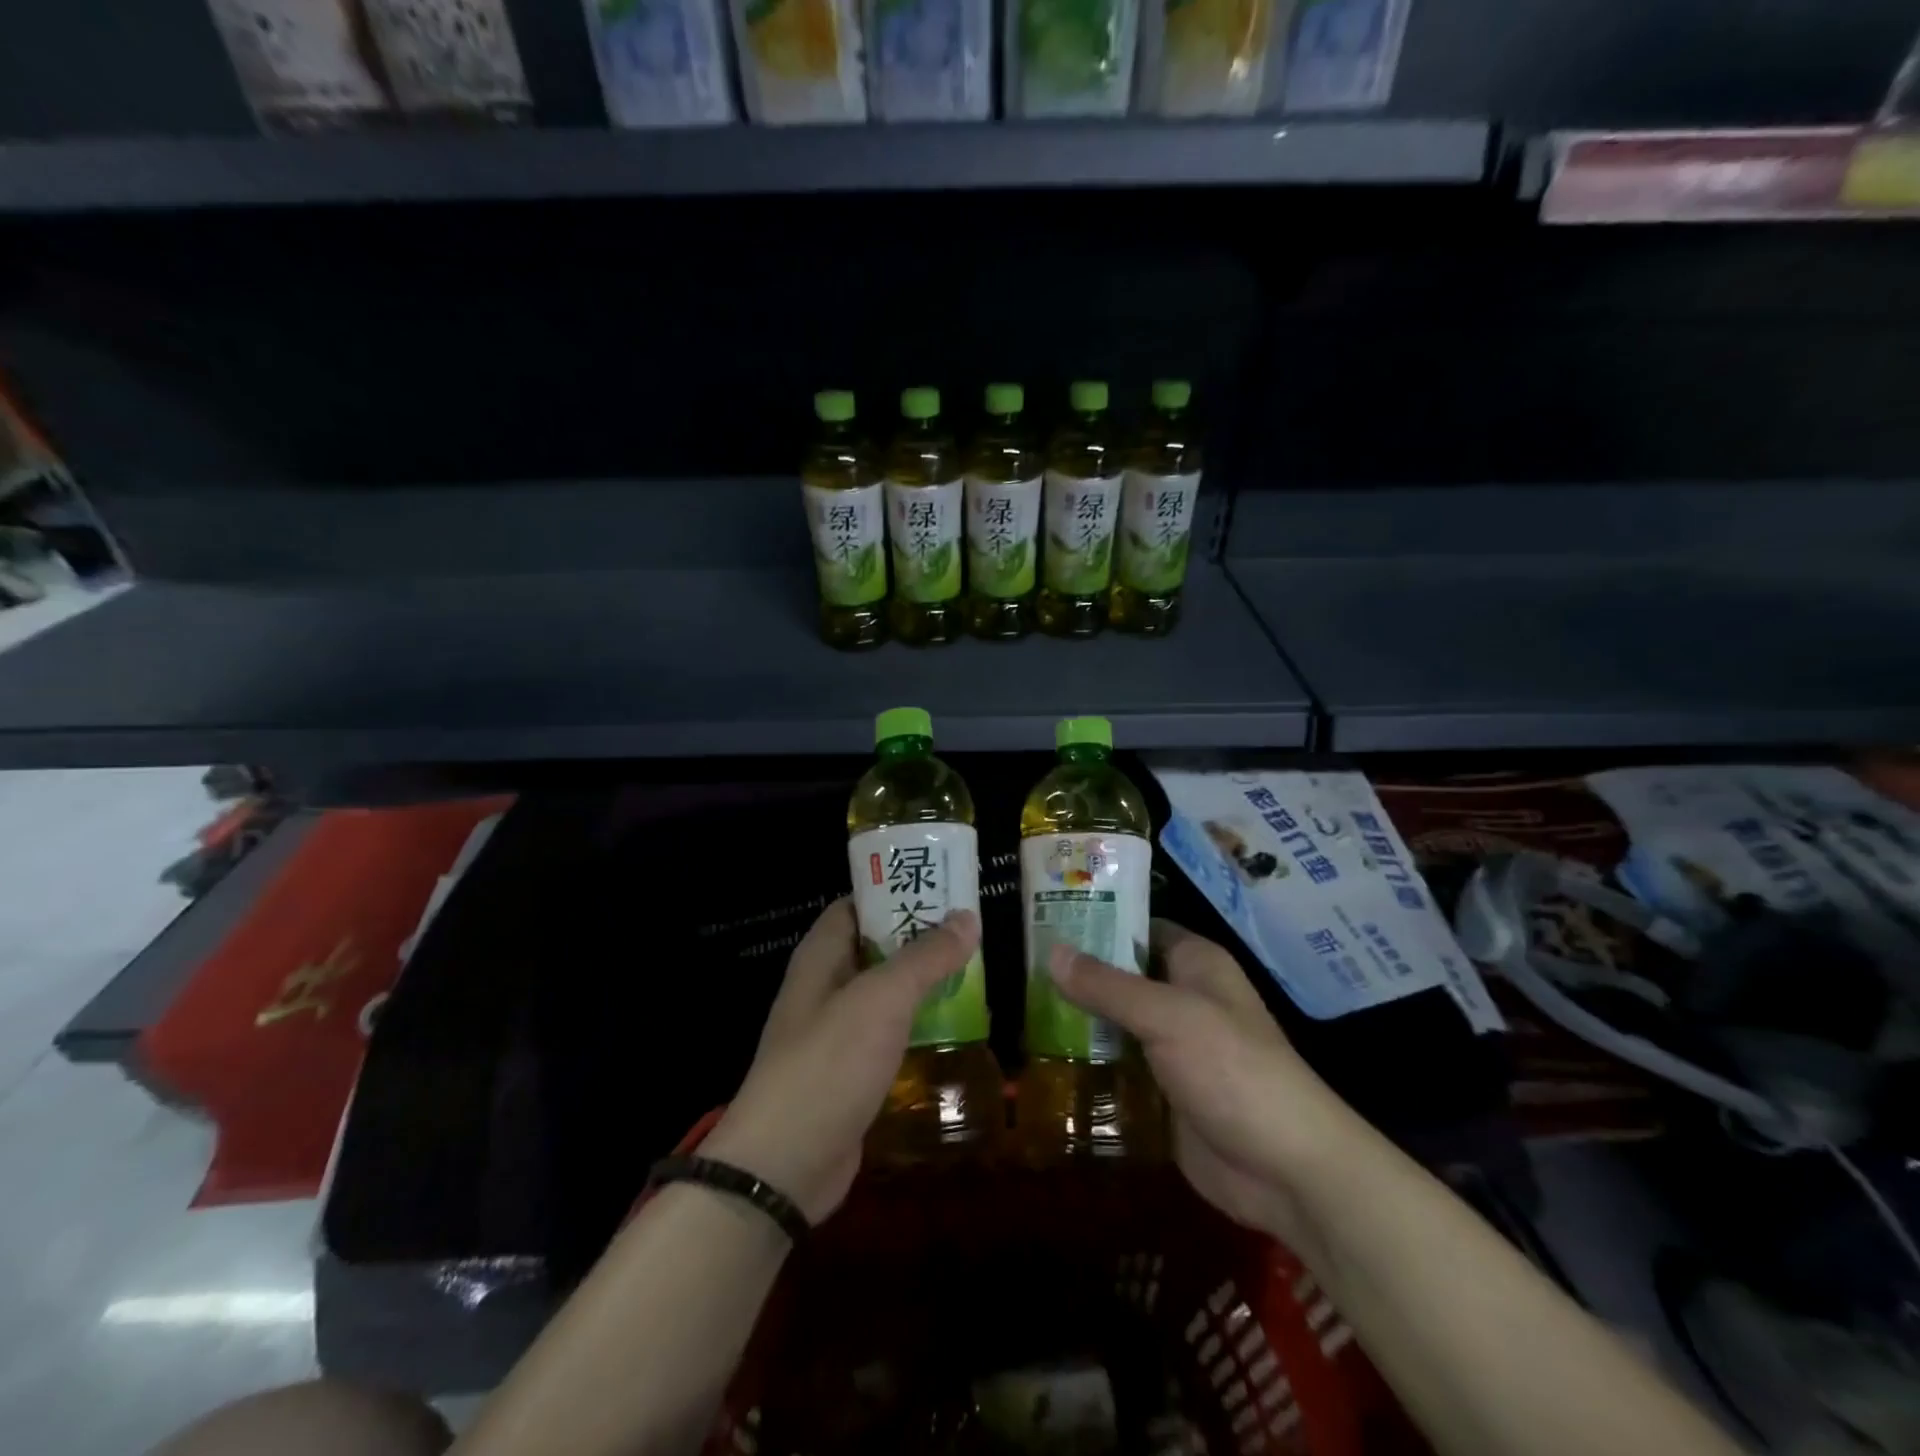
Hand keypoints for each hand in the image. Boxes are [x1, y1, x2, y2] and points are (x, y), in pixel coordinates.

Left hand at [703, 898, 980, 1223]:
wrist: (785, 1165)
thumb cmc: (829, 1064)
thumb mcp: (882, 999)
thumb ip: (925, 957)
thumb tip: (967, 916)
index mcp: (821, 956)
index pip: (857, 904)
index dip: (895, 888)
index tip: (943, 885)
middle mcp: (825, 986)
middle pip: (876, 946)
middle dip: (920, 935)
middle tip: (972, 927)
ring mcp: (837, 1032)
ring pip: (886, 992)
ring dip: (924, 981)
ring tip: (976, 967)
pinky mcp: (852, 1071)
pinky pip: (890, 1033)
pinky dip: (918, 1022)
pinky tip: (956, 1023)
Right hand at [1048, 920, 1354, 1249]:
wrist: (1286, 1170)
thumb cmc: (1233, 1070)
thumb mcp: (1168, 1017)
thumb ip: (1108, 986)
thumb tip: (1052, 952)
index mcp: (1194, 964)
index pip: (1136, 926)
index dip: (1094, 920)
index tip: (1042, 919)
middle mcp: (1181, 998)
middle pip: (1119, 976)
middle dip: (1075, 975)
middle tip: (1018, 967)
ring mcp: (1171, 1047)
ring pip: (1113, 1022)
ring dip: (1075, 1021)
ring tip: (1017, 1008)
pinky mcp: (1160, 1091)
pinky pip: (1116, 1066)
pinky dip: (1086, 1062)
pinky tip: (1041, 1059)